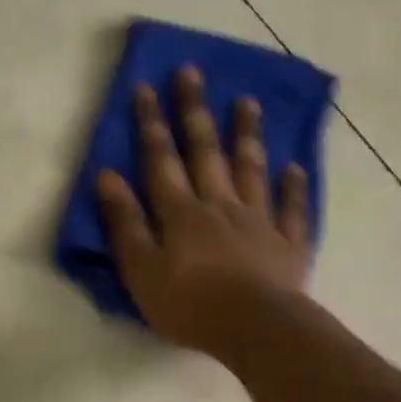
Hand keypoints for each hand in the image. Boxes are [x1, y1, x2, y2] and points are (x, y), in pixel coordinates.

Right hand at [97, 67, 310, 353]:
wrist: (256, 329)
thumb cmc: (190, 305)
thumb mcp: (141, 270)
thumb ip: (126, 223)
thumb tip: (107, 176)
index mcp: (181, 213)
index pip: (161, 159)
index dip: (151, 123)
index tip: (145, 87)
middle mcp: (220, 205)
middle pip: (206, 151)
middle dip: (195, 111)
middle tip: (192, 72)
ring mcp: (258, 221)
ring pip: (251, 169)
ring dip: (247, 135)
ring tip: (248, 102)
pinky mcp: (287, 244)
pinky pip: (292, 209)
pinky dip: (293, 187)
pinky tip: (294, 167)